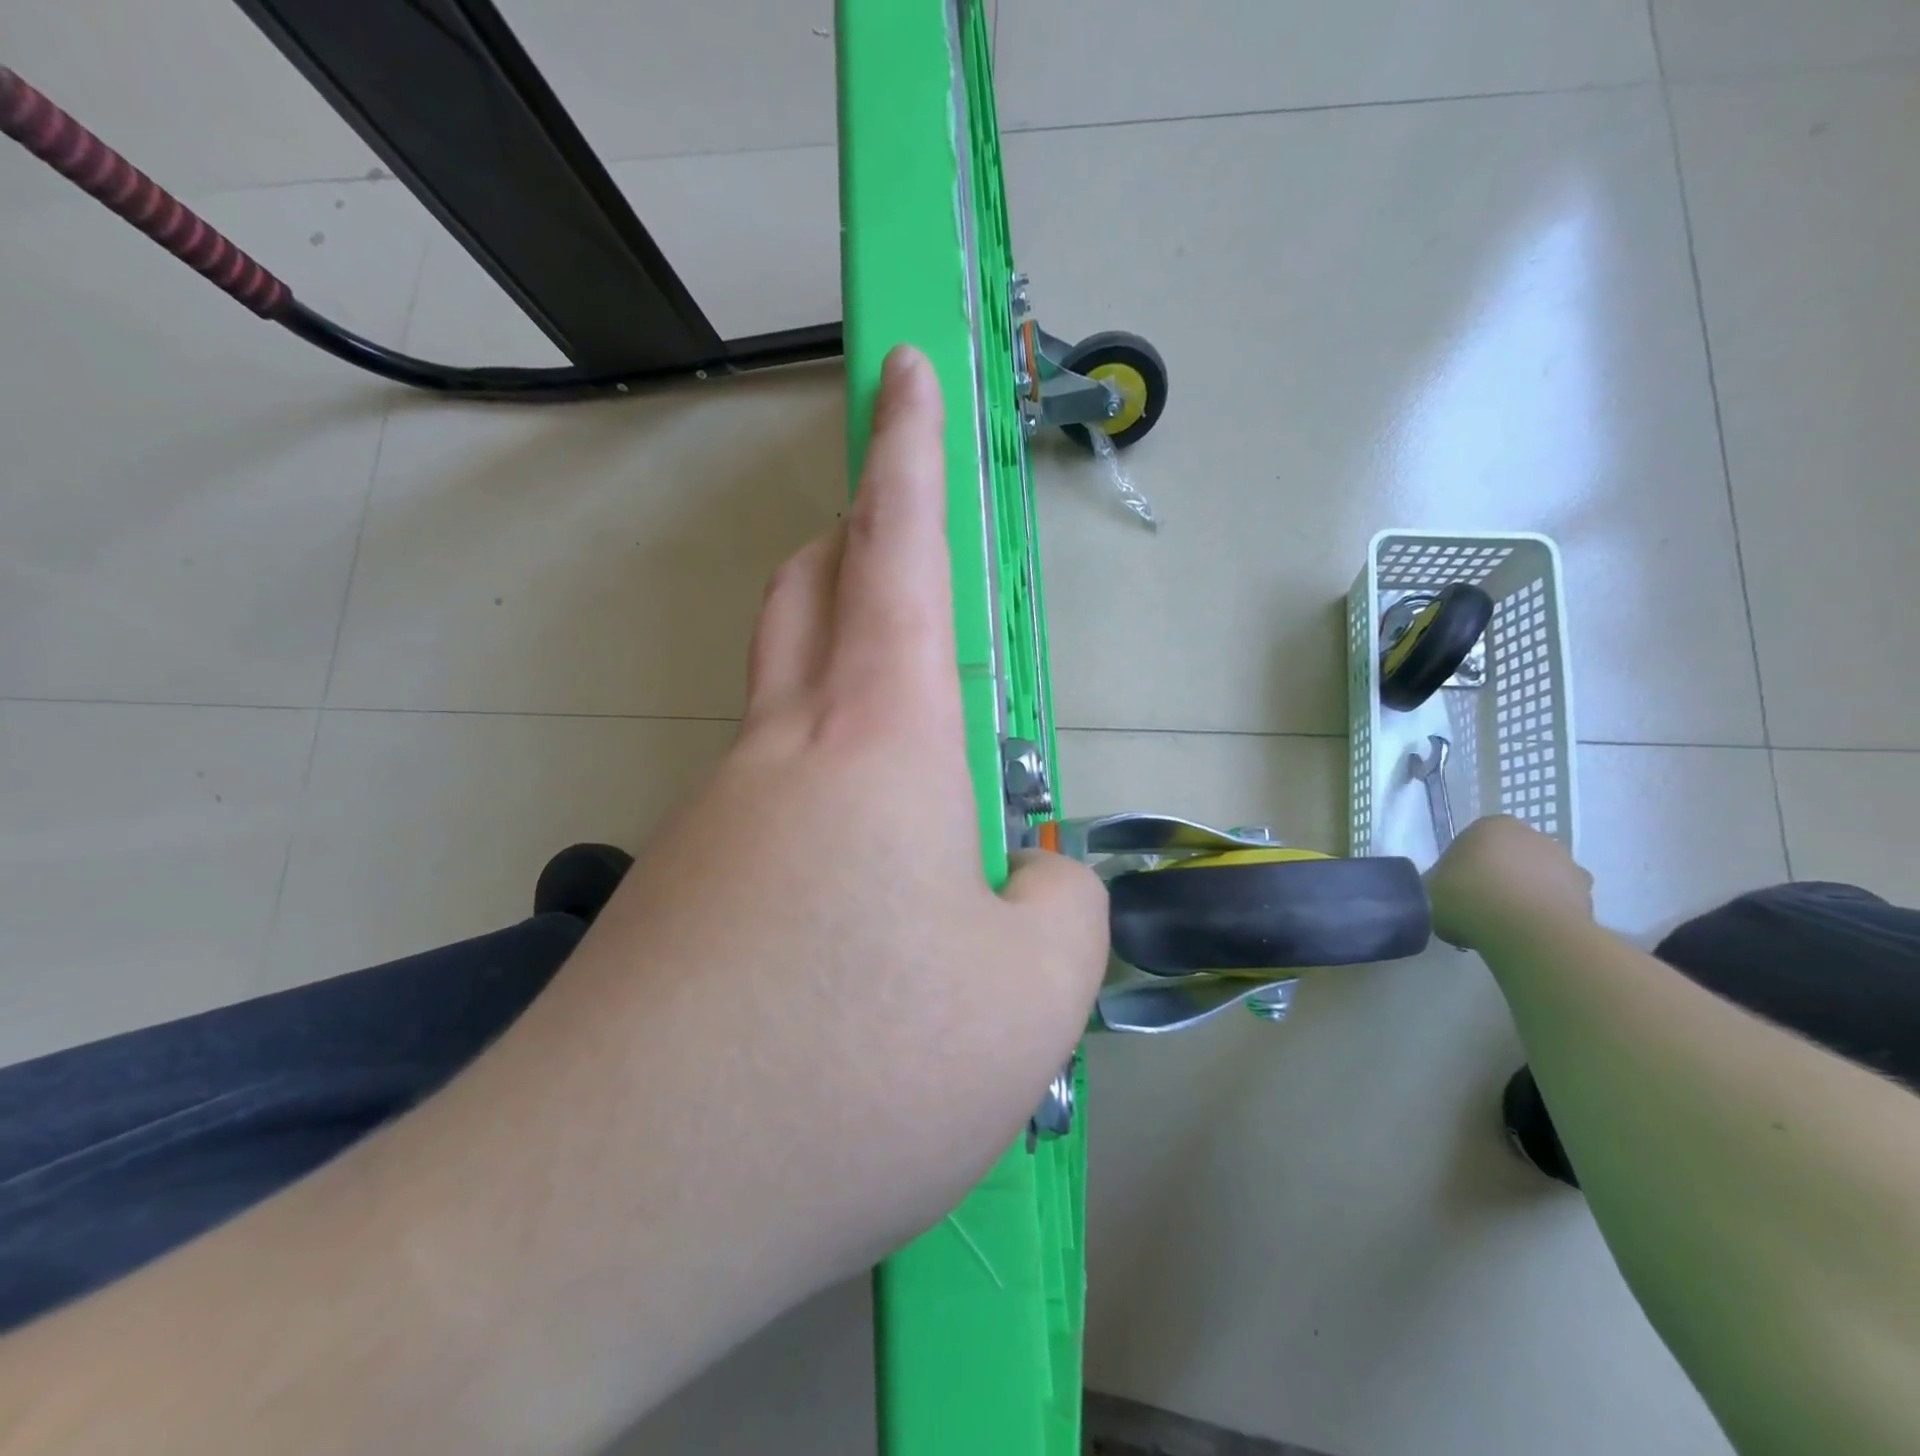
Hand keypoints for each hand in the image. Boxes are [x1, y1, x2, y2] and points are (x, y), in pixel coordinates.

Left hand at [566, 344, 1108, 1273]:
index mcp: (878, 745)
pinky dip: (828, 816)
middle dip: (853, 540)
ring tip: (929, 810)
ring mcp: (713, 824)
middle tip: (900, 548)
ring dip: (853, 704)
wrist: (624, 1202)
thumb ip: (1063, 905)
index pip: (894, 552)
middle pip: (807, 595)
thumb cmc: (855, 1074)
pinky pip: (771, 814)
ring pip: (788, 710)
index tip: (903, 369)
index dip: (907, 450)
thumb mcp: (1033, 997)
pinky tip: (856, 913)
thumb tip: (1030, 874)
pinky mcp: (676, 898)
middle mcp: (781, 757)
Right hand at [1425, 815, 1593, 950]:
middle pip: (1512, 856)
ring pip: (1539, 877)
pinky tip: (1530, 933)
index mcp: (1491, 825)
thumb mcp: (1432, 888)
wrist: (1526, 931)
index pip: (1474, 842)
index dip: (1464, 867)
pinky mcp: (1588, 895)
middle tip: (1483, 905)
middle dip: (1501, 875)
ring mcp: (1566, 864)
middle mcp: (1533, 835)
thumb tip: (1447, 889)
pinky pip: (1559, 902)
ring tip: (1509, 924)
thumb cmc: (1468, 898)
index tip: (1457, 889)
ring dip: (1527, 893)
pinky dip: (1548, 913)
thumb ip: (1440, 882)